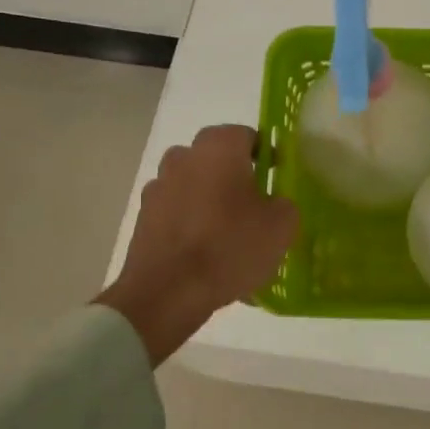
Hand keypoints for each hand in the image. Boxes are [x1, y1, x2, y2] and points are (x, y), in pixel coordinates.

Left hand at [97, 124, 297, 364]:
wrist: (167, 293)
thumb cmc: (230, 247)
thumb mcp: (281, 227)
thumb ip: (285, 205)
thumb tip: (275, 203)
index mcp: (218, 148)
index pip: (247, 135)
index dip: (266, 155)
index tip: (278, 179)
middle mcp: (183, 157)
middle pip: (217, 160)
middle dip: (237, 178)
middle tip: (257, 208)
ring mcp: (158, 187)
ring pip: (196, 187)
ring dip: (212, 202)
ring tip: (232, 238)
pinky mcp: (144, 219)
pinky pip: (178, 215)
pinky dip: (193, 227)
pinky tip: (209, 257)